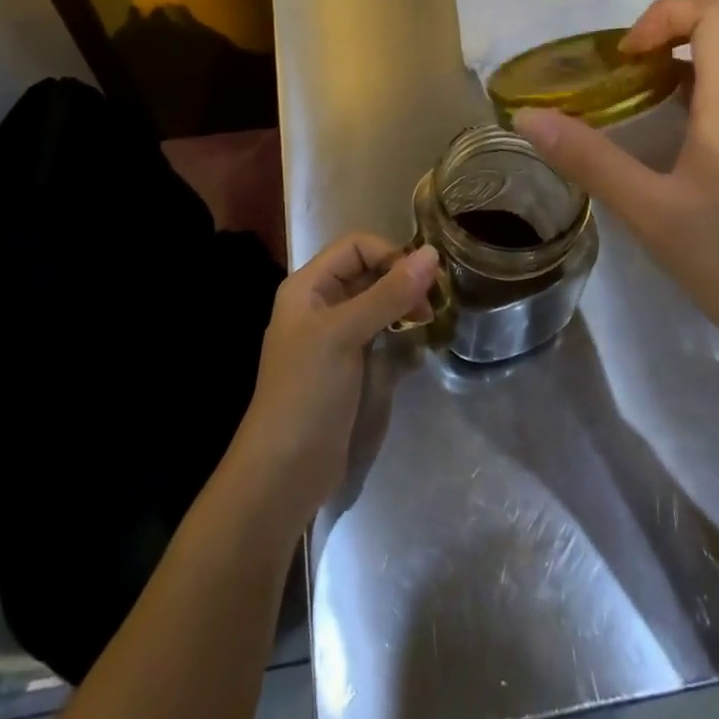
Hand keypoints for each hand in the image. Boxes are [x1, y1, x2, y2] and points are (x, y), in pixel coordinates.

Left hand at [227, 235, 437, 531]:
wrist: (284, 471)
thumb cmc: (308, 391)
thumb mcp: (346, 334)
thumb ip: (389, 293)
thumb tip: (432, 254)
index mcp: (308, 287)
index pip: (356, 247)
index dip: (390, 254)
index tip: (422, 279)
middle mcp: (321, 305)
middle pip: (368, 272)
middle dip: (402, 279)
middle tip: (434, 302)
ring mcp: (336, 337)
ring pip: (378, 303)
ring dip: (405, 305)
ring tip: (429, 321)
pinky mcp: (350, 366)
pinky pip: (380, 333)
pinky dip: (400, 331)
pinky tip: (418, 344)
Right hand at [513, 0, 718, 365]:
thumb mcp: (652, 214)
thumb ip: (590, 161)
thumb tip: (529, 118)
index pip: (718, 11)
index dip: (664, 14)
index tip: (625, 58)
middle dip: (675, 24)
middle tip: (631, 65)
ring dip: (690, 53)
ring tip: (642, 92)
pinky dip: (706, 84)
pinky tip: (674, 132)